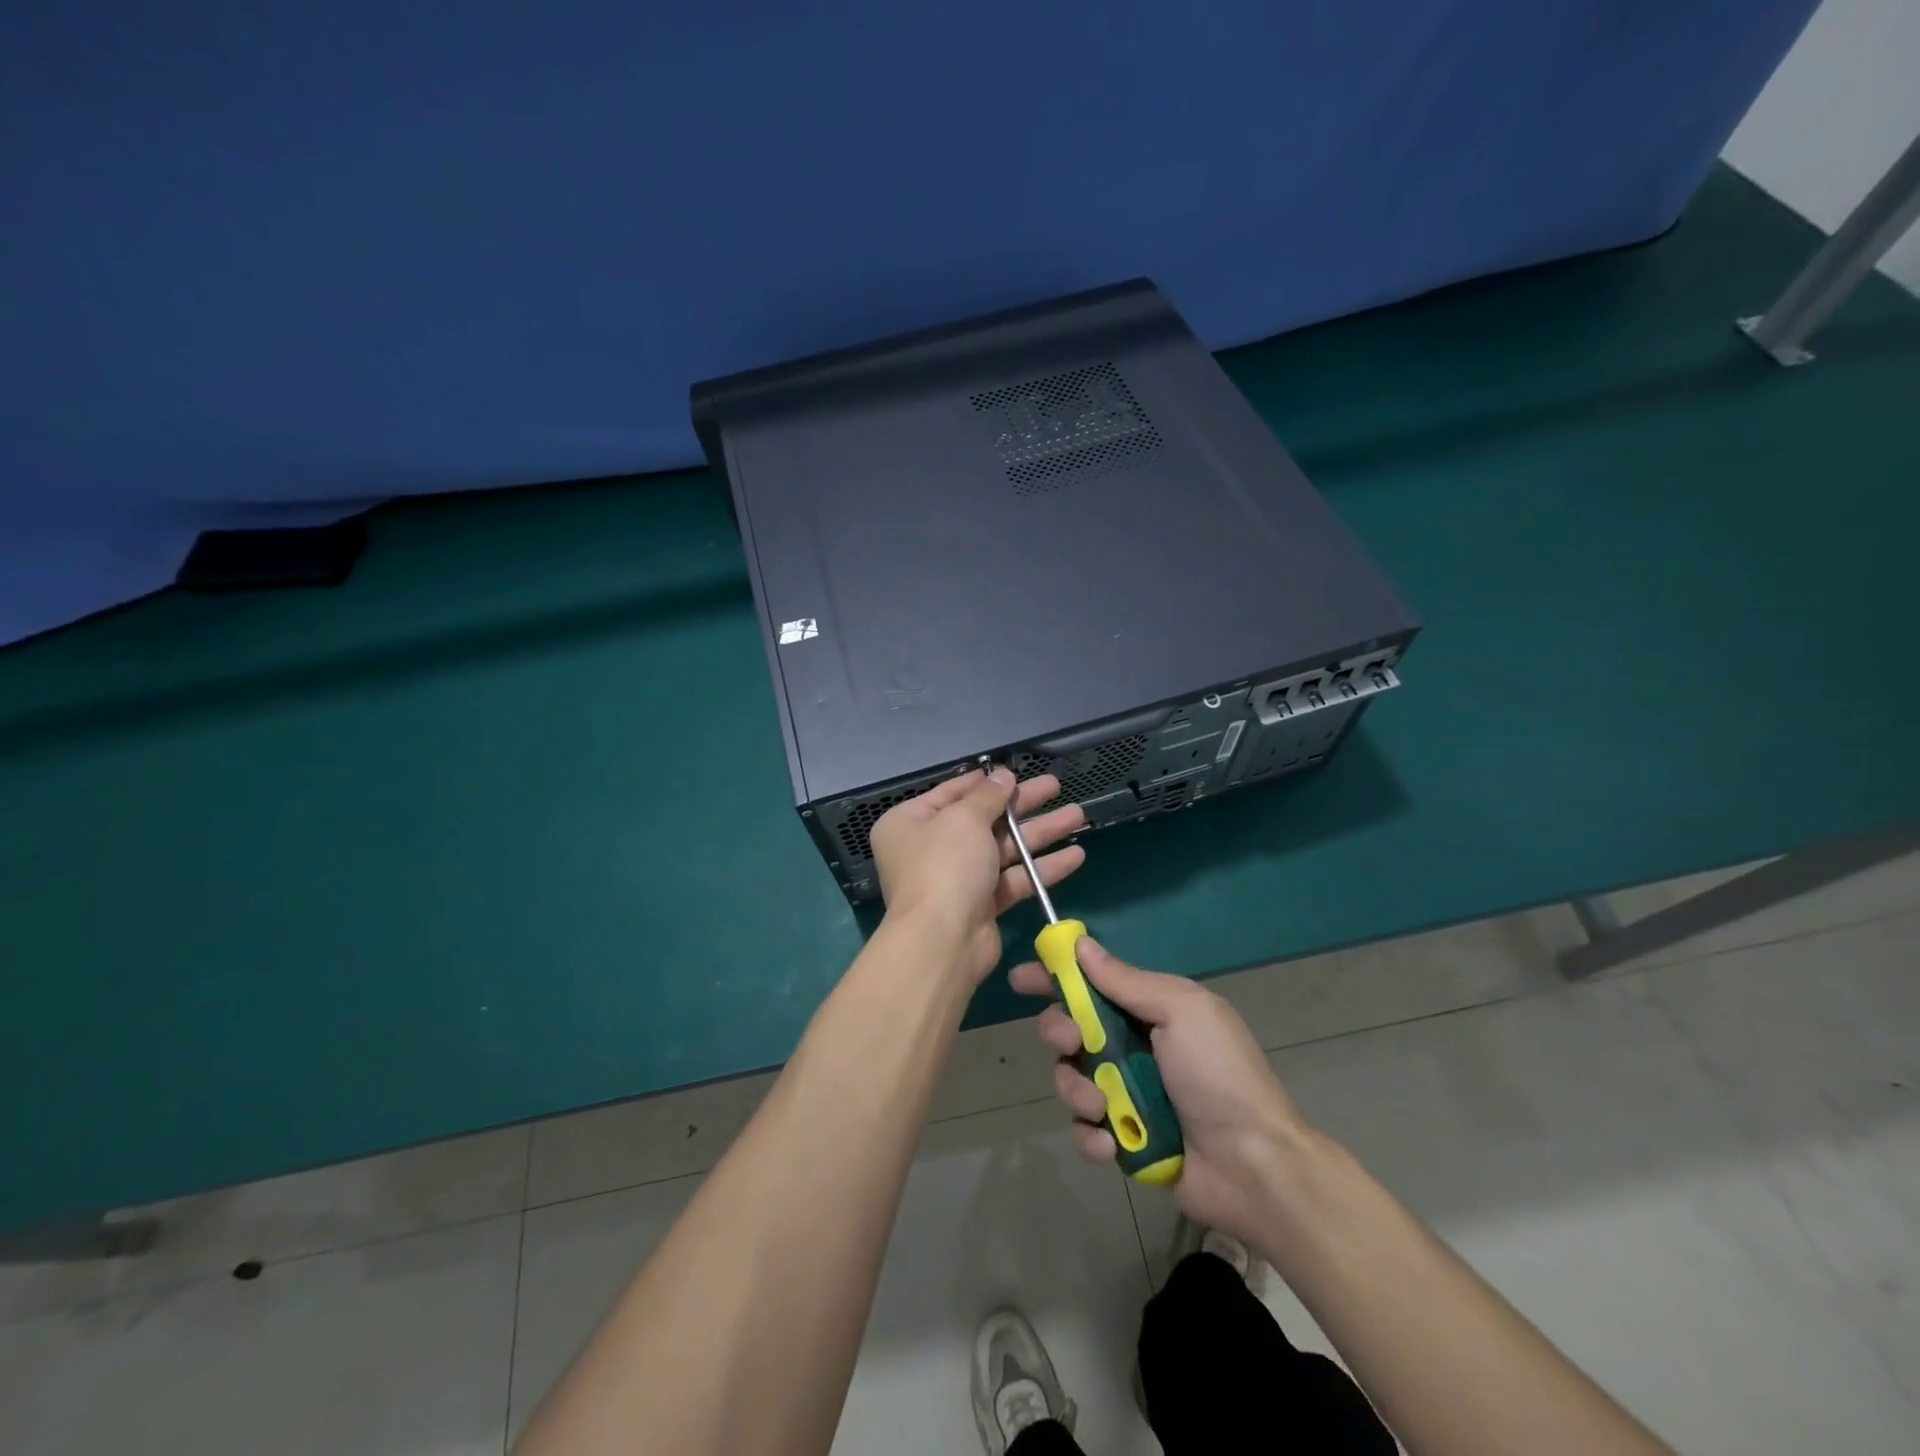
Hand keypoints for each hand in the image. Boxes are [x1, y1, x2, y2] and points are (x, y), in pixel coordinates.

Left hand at [870, 768, 1085, 985]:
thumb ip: (987, 796)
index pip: (951, 792)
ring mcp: (956, 878)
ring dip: (1039, 833)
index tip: (1015, 771)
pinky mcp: (980, 905)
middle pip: (983, 819)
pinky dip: (1041, 868)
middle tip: (1055, 786)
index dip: (985, 782)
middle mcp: (930, 848)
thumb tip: (1003, 775)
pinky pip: (1013, 879)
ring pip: (1003, 849)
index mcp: (911, 822)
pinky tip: (1075, 855)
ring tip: (1078, 815)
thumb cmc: (945, 865)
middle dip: (1022, 805)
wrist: (943, 941)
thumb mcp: (964, 819)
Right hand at [1010, 938, 1314, 1247]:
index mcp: (1149, 1009)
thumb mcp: (1181, 1011)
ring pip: (1070, 1078)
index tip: (1022, 979)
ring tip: (1101, 1107)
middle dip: (1059, 1031)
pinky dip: (1091, 1137)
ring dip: (1076, 1089)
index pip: (1091, 983)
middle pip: (1070, 1028)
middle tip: (1071, 1042)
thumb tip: (1082, 944)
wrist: (1253, 1165)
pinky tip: (1110, 1143)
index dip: (1054, 977)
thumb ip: (1128, 981)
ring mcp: (1126, 1095)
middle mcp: (1132, 1047)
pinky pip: (1084, 1130)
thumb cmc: (1218, 1074)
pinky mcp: (1122, 1140)